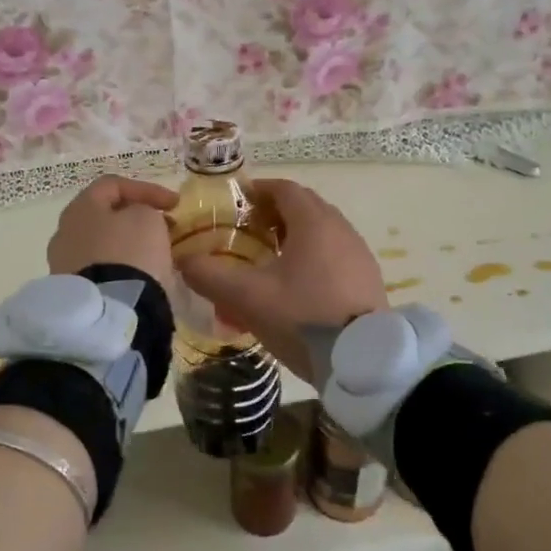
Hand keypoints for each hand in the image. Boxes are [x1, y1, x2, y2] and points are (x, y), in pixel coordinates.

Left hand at [46, 175, 177, 290]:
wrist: (108, 311)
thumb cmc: (129, 253)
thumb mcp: (147, 219)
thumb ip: (145, 209)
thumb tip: (139, 219)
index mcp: (80, 207)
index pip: (113, 184)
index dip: (147, 189)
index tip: (175, 205)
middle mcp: (64, 231)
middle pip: (104, 215)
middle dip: (135, 218)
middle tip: (164, 227)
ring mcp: (64, 263)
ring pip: (102, 244)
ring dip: (128, 244)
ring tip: (154, 254)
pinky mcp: (73, 291)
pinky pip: (100, 269)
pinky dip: (120, 266)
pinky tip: (138, 276)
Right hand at [178, 178, 386, 385]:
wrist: (363, 361)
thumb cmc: (303, 318)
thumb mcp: (248, 298)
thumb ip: (210, 276)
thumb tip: (182, 260)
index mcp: (313, 223)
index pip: (284, 189)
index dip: (258, 190)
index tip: (235, 203)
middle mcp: (341, 229)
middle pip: (304, 207)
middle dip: (274, 213)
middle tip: (247, 231)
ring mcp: (359, 254)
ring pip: (321, 232)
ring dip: (293, 236)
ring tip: (269, 260)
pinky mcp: (367, 278)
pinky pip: (334, 254)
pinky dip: (312, 257)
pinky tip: (296, 287)